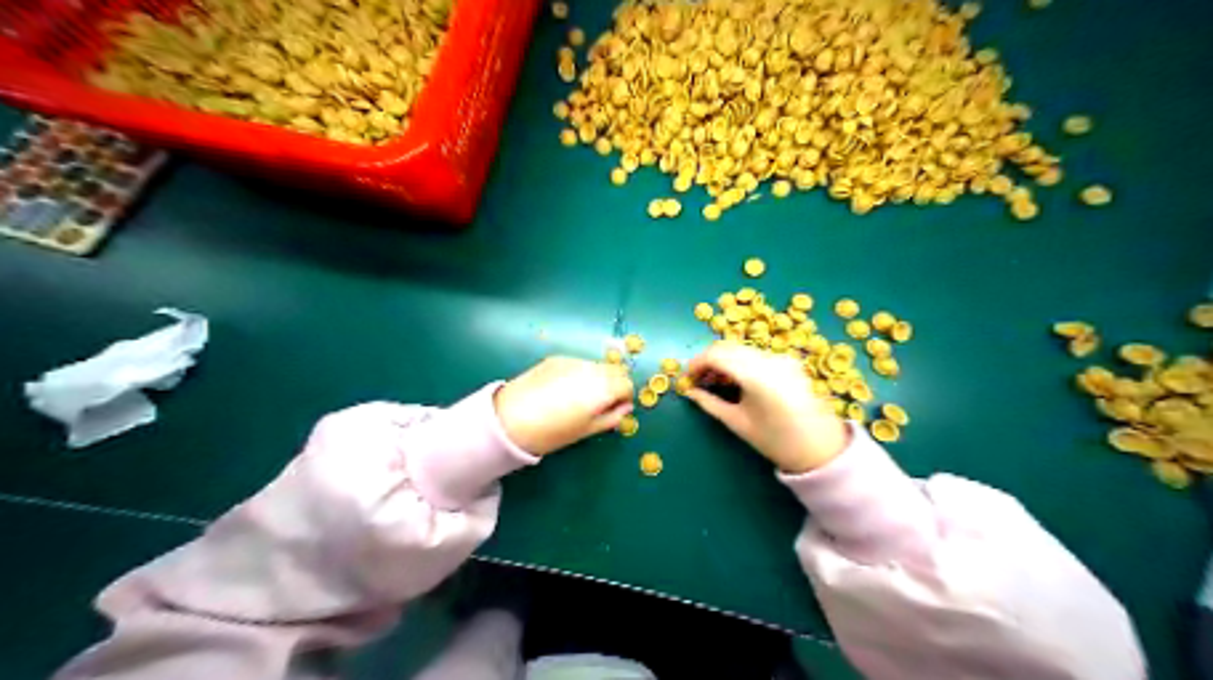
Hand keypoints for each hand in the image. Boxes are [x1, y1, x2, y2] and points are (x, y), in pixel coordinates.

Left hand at [493, 356, 636, 456]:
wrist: (509, 419)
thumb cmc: (552, 432)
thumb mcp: (587, 431)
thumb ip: (612, 417)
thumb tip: (625, 408)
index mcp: (602, 389)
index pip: (627, 384)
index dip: (624, 397)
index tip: (616, 407)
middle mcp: (592, 369)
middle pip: (615, 370)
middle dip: (614, 383)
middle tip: (601, 402)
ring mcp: (573, 361)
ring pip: (596, 365)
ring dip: (597, 377)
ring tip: (580, 395)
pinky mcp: (557, 358)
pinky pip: (578, 364)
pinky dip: (580, 373)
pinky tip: (563, 389)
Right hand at [687, 339, 845, 471]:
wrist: (821, 448)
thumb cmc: (775, 440)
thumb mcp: (737, 422)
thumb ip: (710, 403)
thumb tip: (689, 391)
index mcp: (756, 375)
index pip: (716, 355)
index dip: (696, 363)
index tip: (686, 378)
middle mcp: (769, 358)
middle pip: (728, 346)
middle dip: (708, 360)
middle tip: (697, 380)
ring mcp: (781, 357)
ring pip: (741, 348)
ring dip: (723, 359)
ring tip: (714, 382)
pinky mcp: (788, 360)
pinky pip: (755, 353)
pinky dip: (739, 361)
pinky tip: (735, 380)